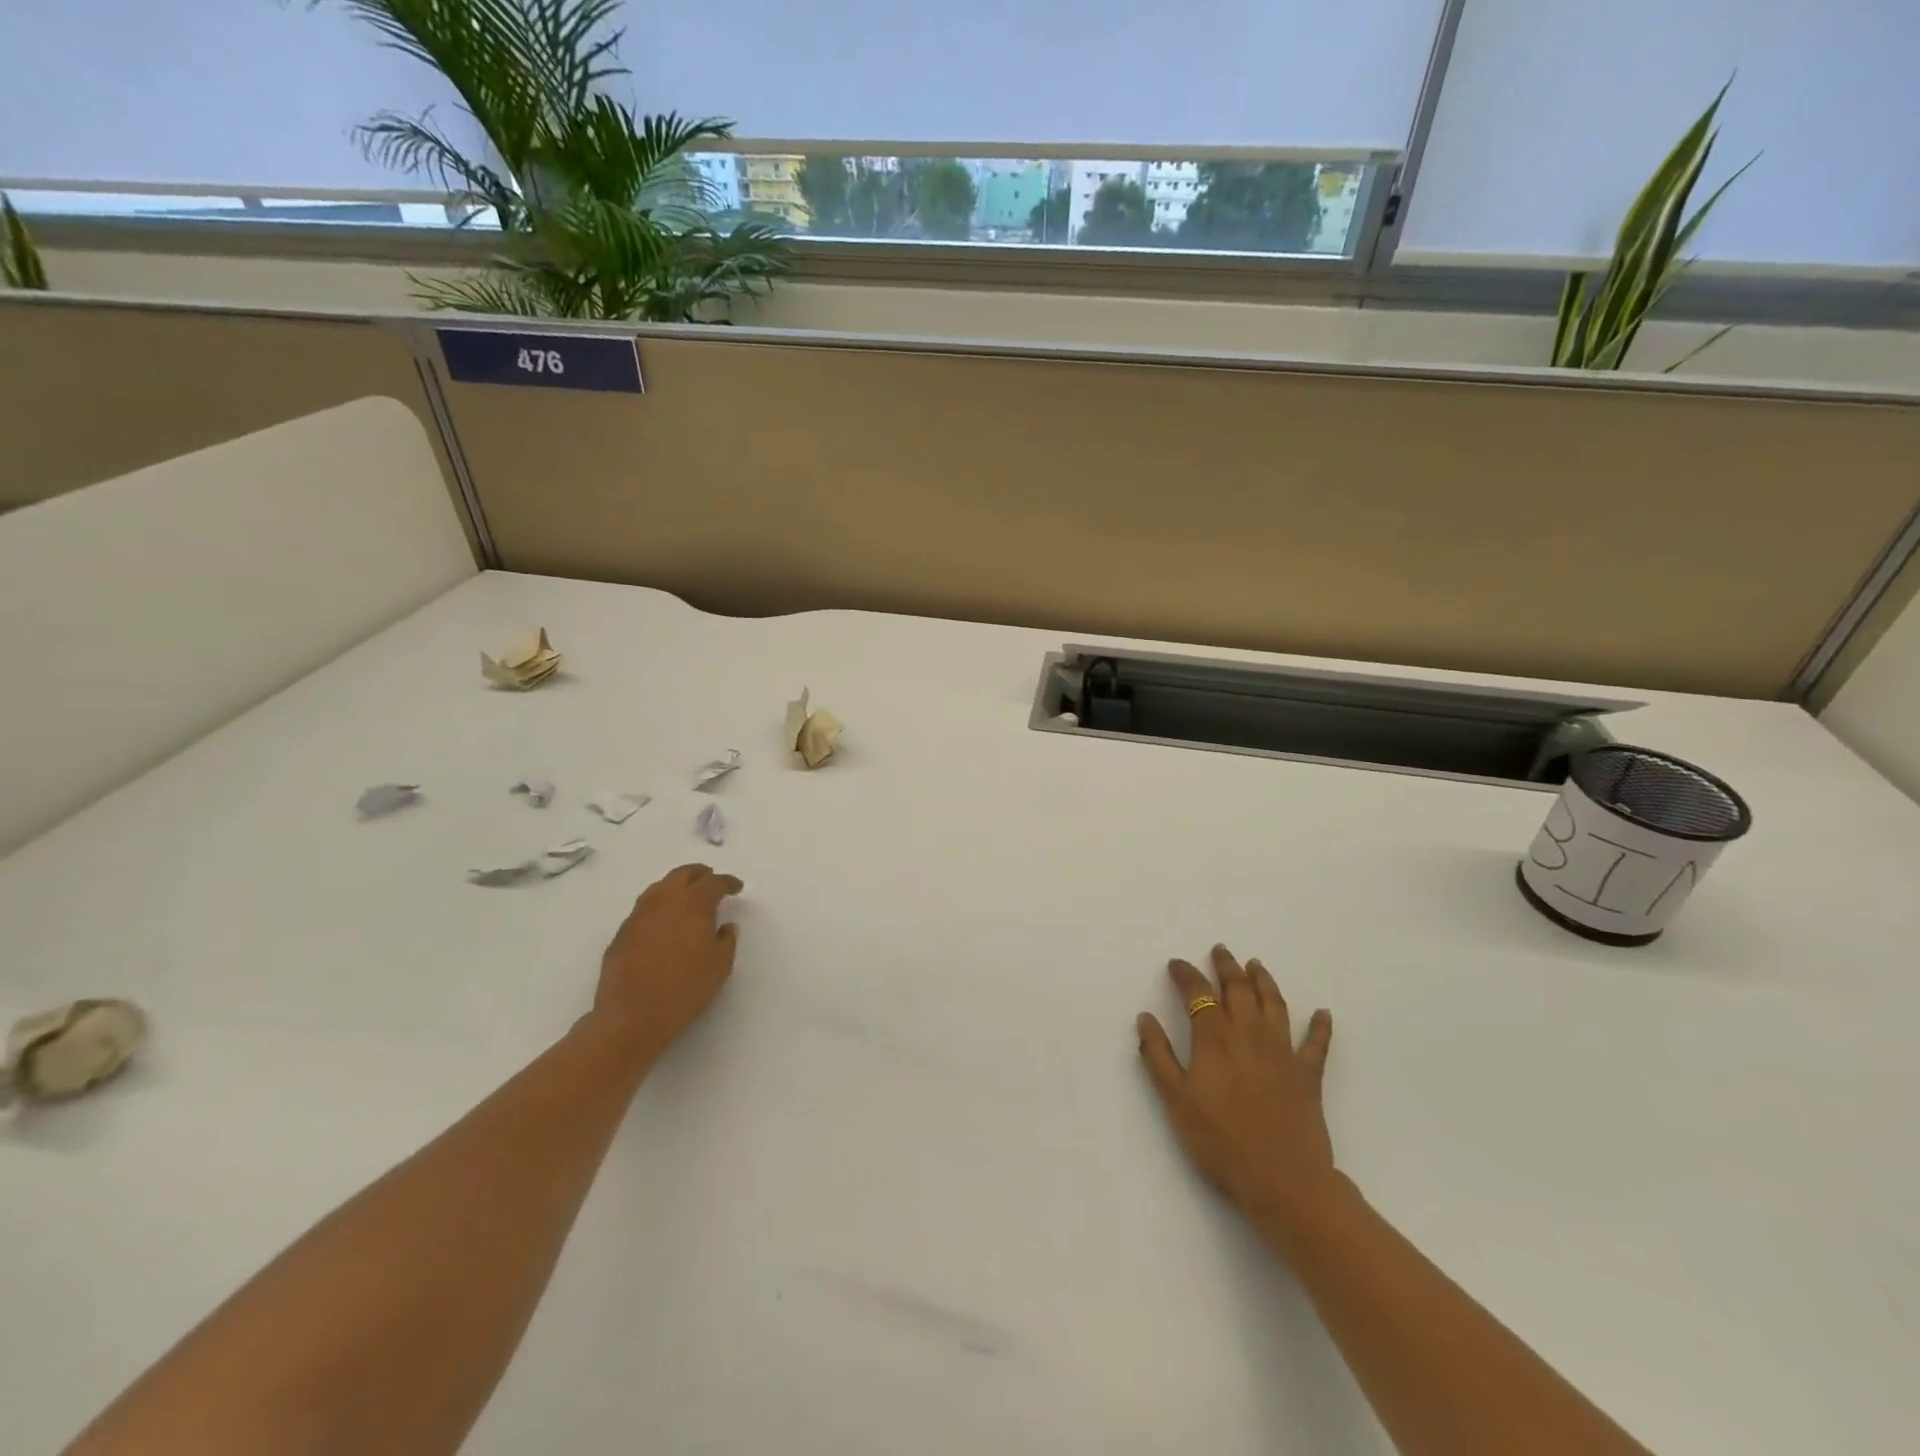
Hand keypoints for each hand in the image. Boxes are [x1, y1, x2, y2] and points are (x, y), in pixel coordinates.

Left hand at [590, 864, 743, 1060]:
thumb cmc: (684, 989)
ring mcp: (639, 915)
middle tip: (711, 881)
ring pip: (660, 887)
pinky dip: (659, 906)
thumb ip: (727, 940)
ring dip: (677, 886)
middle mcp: (664, 900)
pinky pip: (645, 908)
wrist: (631, 1016)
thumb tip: (725, 926)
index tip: (737, 887)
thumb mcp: (720, 966)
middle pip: (683, 874)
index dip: (728, 882)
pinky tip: (664, 922)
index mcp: (693, 903)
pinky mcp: (622, 933)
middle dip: (700, 874)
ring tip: (687, 897)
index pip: (714, 882)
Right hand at [1137, 946, 1340, 1243]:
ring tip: (1257, 966)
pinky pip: (1317, 1043)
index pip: (1197, 993)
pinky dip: (1320, 1026)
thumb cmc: (1220, 1141)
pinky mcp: (1308, 1074)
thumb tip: (1145, 1018)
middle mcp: (1249, 1033)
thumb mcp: (1175, 1100)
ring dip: (1264, 981)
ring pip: (1274, 1004)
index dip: (1186, 974)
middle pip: (1238, 988)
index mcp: (1214, 1038)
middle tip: (1221, 951)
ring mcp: (1282, 1051)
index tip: (1177, 964)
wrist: (1282, 1180)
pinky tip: (1322, 1013)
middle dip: (1227, 966)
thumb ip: (1158, 1056)